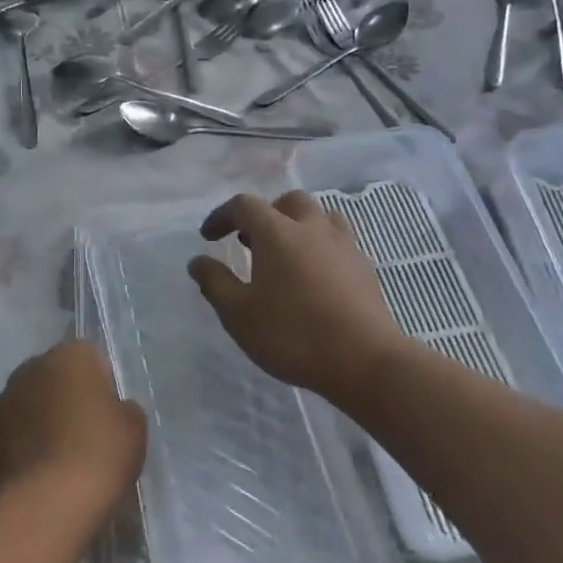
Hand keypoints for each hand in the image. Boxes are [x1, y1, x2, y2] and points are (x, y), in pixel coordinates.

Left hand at [0, 341, 145, 517]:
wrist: (48, 505)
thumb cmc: (99, 453)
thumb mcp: (134, 425)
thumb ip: (121, 406)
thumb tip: (108, 410)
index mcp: (69, 355)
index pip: (89, 356)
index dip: (102, 382)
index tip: (109, 411)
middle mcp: (31, 368)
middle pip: (55, 377)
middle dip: (68, 396)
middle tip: (87, 432)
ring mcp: (3, 403)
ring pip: (31, 404)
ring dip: (43, 420)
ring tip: (62, 456)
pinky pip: (14, 434)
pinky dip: (25, 446)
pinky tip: (41, 473)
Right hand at [189, 190, 405, 399]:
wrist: (364, 360)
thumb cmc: (293, 335)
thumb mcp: (239, 315)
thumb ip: (215, 283)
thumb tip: (198, 261)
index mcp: (278, 232)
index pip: (244, 205)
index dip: (222, 216)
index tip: (209, 236)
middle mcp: (312, 228)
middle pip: (288, 202)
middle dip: (265, 214)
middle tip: (250, 241)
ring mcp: (343, 244)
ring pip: (319, 216)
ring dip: (297, 225)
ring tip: (285, 253)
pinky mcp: (363, 266)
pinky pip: (337, 240)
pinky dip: (319, 245)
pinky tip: (313, 275)